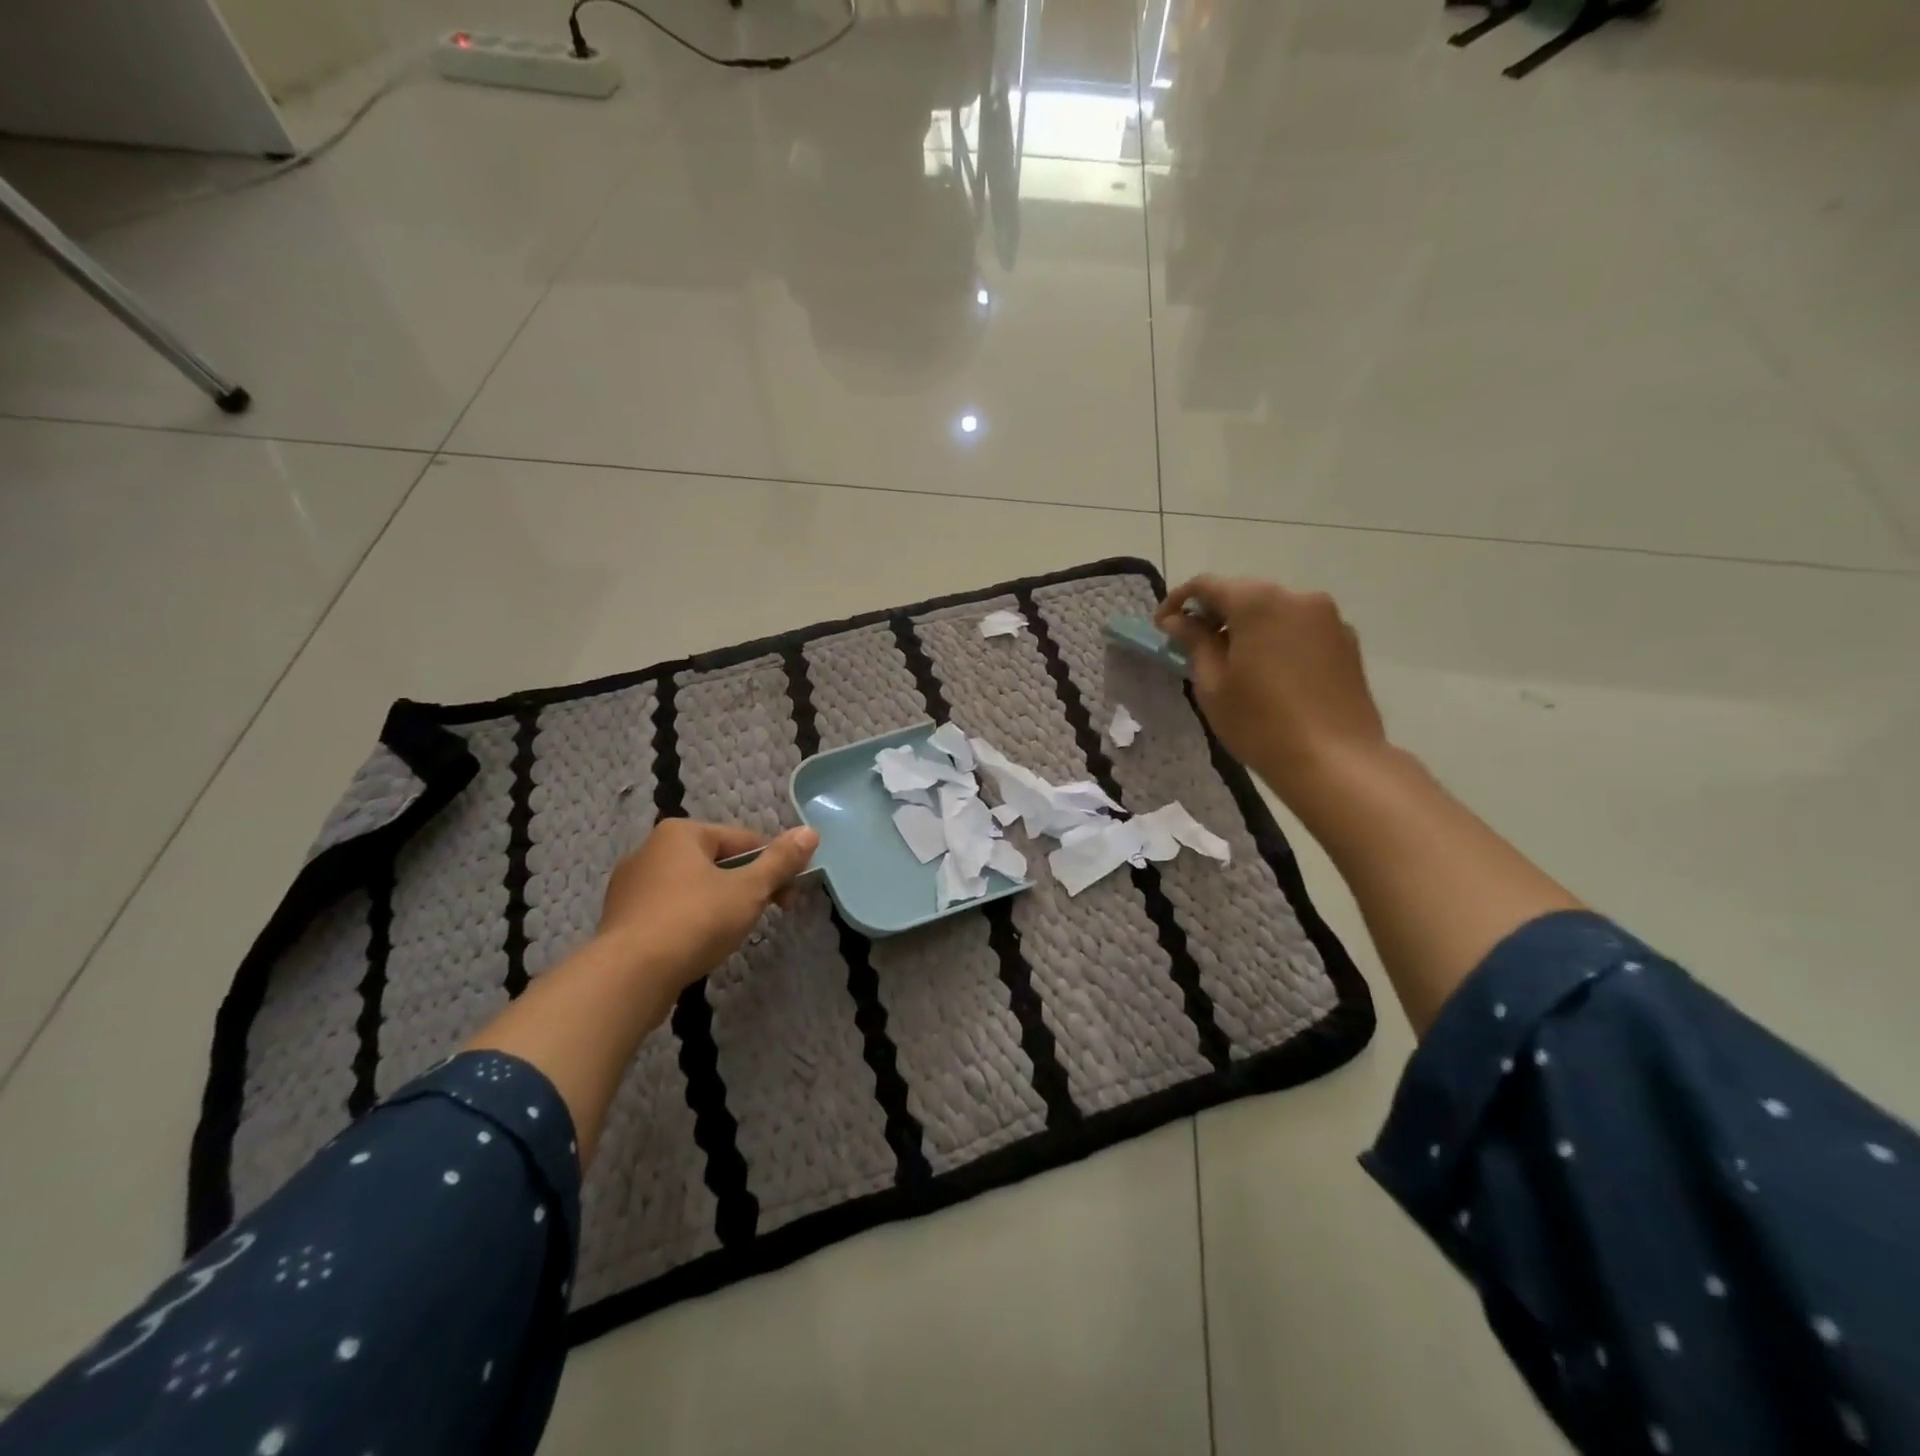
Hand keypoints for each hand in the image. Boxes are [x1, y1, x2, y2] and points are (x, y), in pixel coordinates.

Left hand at [597, 818, 819, 991]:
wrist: (628, 977)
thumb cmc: (695, 921)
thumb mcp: (749, 889)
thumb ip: (780, 861)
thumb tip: (810, 832)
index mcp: (681, 833)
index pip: (743, 840)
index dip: (773, 866)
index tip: (789, 897)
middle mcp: (650, 850)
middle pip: (717, 862)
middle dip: (746, 887)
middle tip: (764, 916)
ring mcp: (630, 886)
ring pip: (693, 888)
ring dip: (719, 906)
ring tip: (730, 936)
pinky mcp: (622, 920)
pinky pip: (669, 912)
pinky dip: (690, 923)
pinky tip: (698, 947)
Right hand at [1155, 575, 1388, 803]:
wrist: (1335, 761)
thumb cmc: (1260, 723)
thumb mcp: (1212, 684)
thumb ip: (1194, 642)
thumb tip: (1177, 620)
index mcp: (1258, 603)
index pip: (1207, 585)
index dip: (1178, 601)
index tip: (1162, 627)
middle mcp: (1297, 598)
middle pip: (1244, 593)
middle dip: (1215, 614)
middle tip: (1194, 646)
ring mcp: (1328, 618)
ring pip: (1274, 610)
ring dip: (1247, 627)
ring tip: (1233, 663)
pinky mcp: (1346, 641)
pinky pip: (1300, 628)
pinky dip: (1277, 639)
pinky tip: (1270, 674)